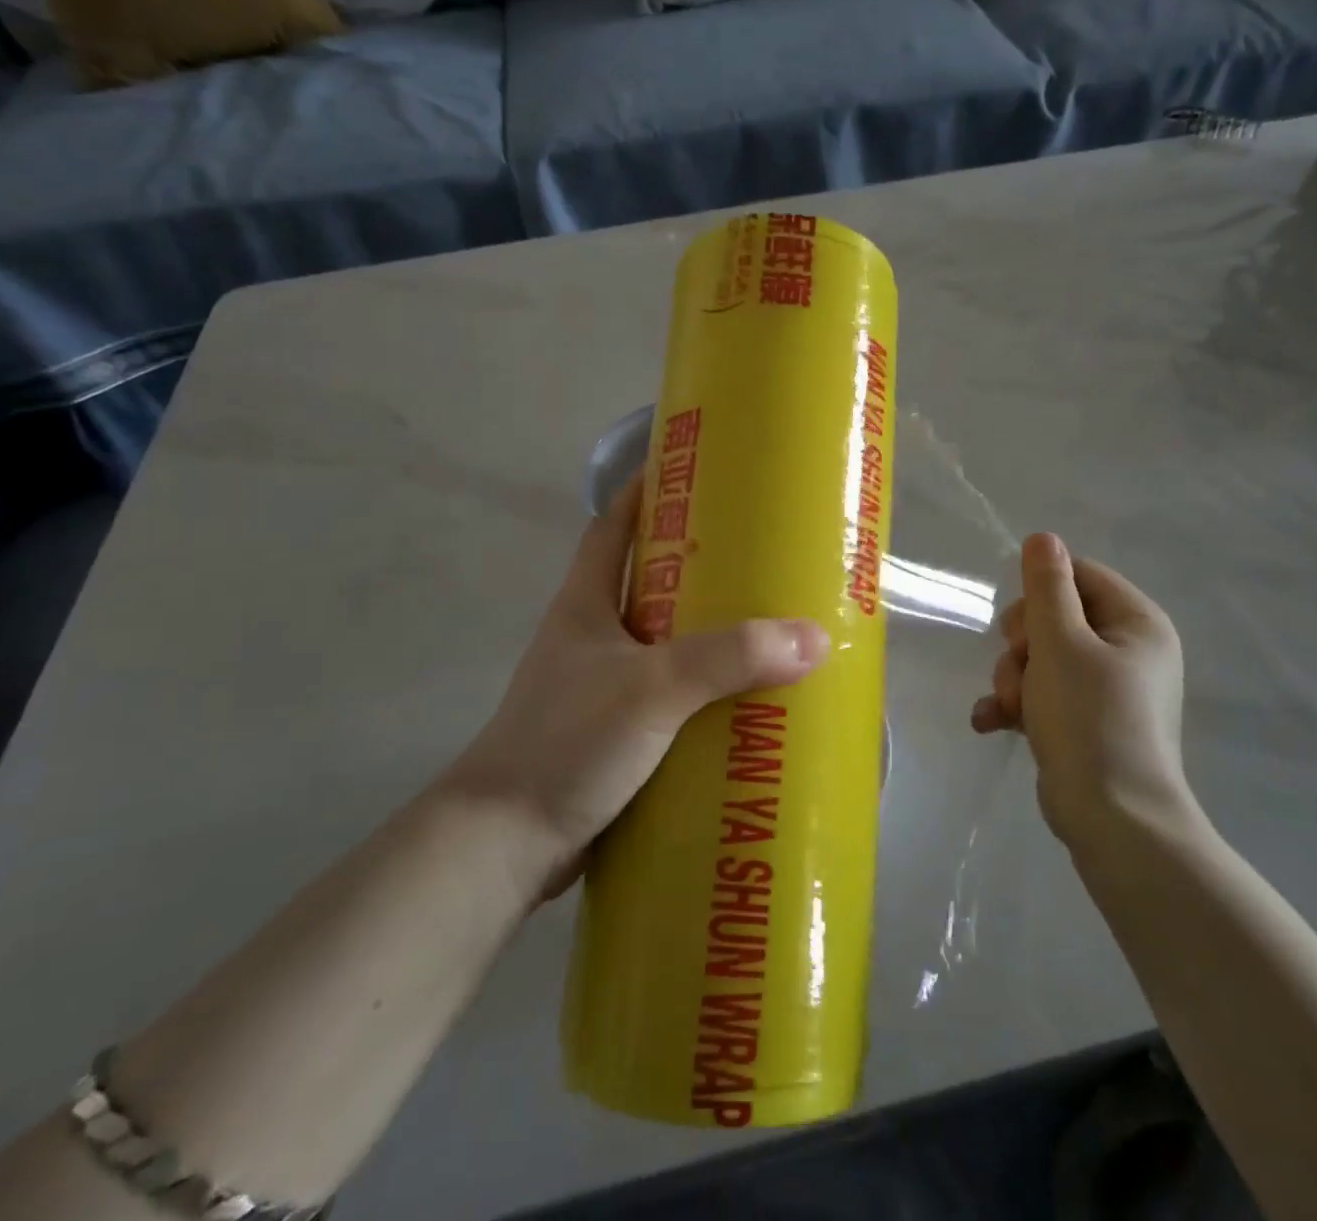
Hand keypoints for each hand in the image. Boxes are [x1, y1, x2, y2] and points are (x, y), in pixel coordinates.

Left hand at [450, 482, 828, 886]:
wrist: (504, 844)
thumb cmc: (566, 741)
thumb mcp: (652, 688)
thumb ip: (729, 658)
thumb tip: (813, 638)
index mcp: (586, 604)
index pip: (613, 526)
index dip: (647, 492)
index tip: (696, 472)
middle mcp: (591, 637)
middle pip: (648, 582)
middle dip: (698, 567)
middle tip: (760, 557)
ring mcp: (599, 688)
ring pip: (663, 643)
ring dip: (706, 635)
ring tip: (768, 628)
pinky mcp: (613, 734)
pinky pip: (669, 697)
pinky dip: (703, 692)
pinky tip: (743, 701)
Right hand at [970, 533, 1188, 848]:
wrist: (1111, 818)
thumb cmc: (1089, 717)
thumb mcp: (1060, 642)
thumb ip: (1047, 586)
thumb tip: (1043, 537)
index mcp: (1137, 623)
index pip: (1079, 576)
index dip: (1040, 593)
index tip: (1021, 626)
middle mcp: (1129, 650)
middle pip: (1056, 618)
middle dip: (1021, 644)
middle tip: (1016, 668)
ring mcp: (1109, 689)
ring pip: (1043, 658)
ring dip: (1013, 677)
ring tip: (1006, 704)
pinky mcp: (1088, 722)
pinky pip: (1045, 695)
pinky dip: (1017, 705)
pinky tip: (990, 722)